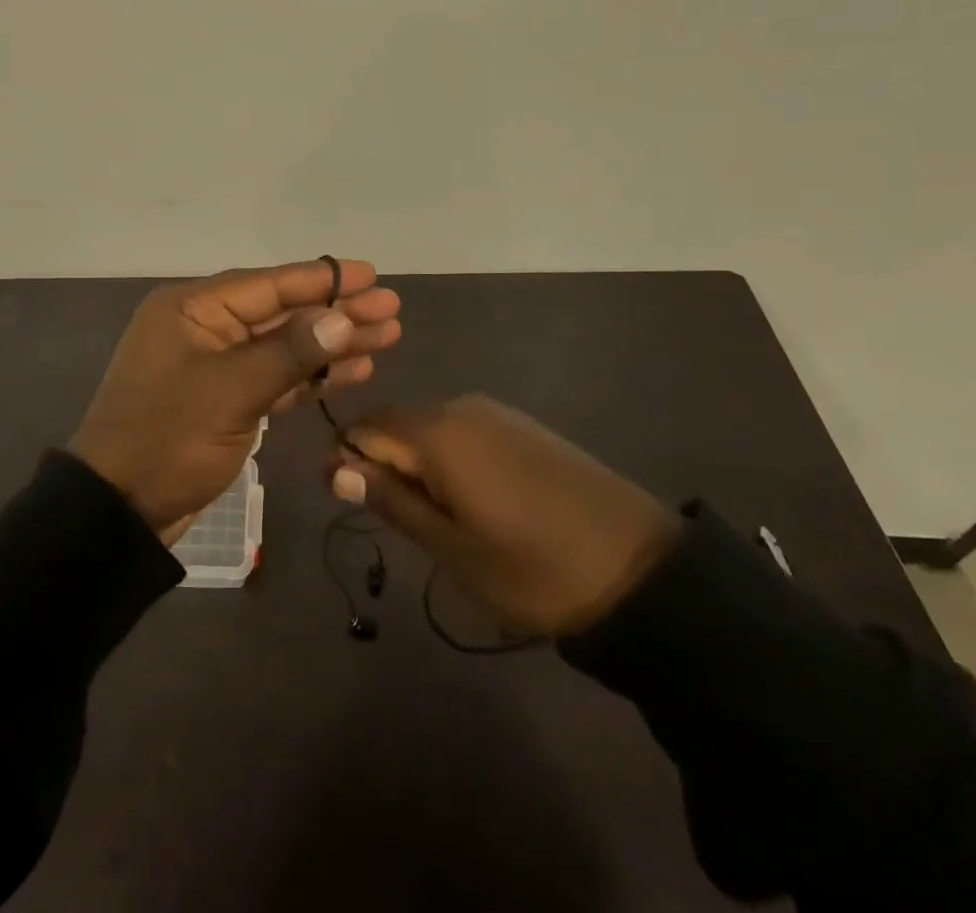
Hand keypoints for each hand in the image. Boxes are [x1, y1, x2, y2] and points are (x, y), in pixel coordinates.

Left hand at [71, 260, 402, 541]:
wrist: (119, 511)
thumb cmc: (168, 439)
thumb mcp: (230, 391)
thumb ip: (288, 352)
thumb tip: (340, 317)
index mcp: (192, 310)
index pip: (268, 284)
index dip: (323, 279)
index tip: (372, 274)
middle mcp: (204, 328)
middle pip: (281, 312)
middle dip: (336, 312)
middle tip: (391, 309)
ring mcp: (215, 366)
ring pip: (284, 346)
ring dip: (331, 344)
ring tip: (386, 338)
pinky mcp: (226, 400)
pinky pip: (276, 378)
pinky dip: (311, 376)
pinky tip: (353, 371)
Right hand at [330, 395, 679, 635]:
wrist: (639, 568)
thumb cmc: (532, 567)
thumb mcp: (451, 547)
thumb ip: (391, 500)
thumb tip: (335, 468)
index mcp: (436, 432)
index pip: (365, 428)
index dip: (347, 459)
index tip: (347, 499)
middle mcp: (460, 407)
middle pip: (397, 425)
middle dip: (384, 464)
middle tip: (398, 520)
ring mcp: (495, 413)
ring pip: (430, 430)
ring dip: (418, 465)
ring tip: (437, 519)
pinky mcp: (522, 426)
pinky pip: (463, 433)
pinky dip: (450, 460)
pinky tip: (473, 500)